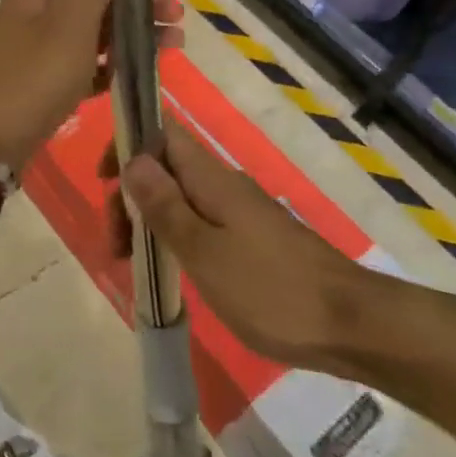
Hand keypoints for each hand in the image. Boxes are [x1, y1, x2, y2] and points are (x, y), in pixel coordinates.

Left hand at [0, 0, 182, 170]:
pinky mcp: (37, 86)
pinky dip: (107, 68)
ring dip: (129, 36)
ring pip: (90, 31)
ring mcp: (34, 50)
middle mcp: (35, 12)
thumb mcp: (69, 21)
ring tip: (167, 56)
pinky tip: (128, 83)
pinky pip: (80, 66)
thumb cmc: (28, 82)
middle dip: (138, 5)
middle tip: (175, 32)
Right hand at [120, 128, 384, 376]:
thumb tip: (133, 159)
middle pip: (165, 167)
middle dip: (132, 194)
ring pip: (181, 196)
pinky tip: (169, 268)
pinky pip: (200, 220)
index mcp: (210, 177)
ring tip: (134, 263)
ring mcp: (240, 210)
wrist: (350, 324)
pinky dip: (175, 236)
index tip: (105, 181)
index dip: (128, 143)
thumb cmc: (270, 288)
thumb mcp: (204, 250)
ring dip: (150, 218)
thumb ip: (165, 205)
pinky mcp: (252, 238)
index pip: (161, 131)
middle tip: (117, 245)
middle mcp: (223, 183)